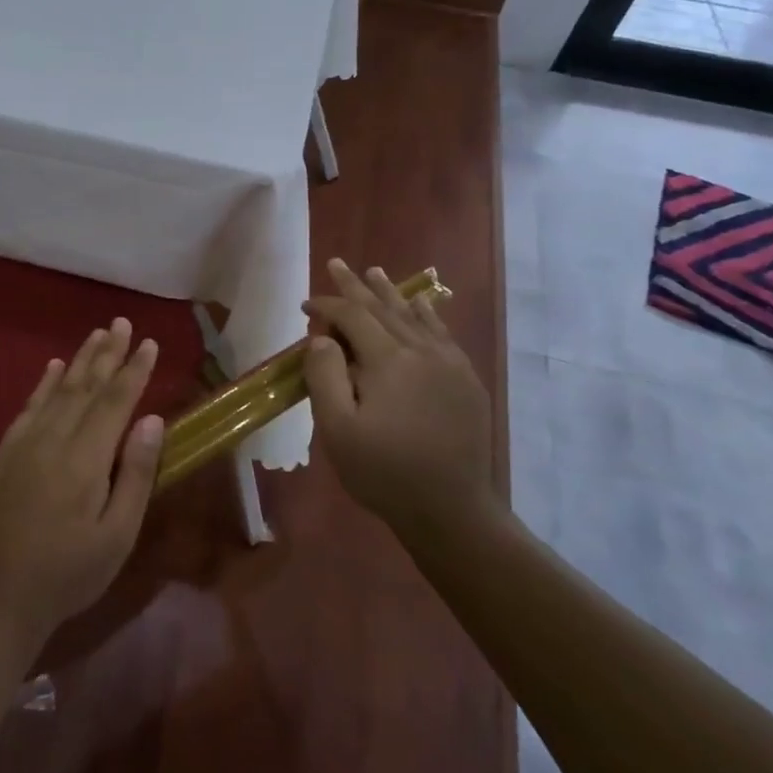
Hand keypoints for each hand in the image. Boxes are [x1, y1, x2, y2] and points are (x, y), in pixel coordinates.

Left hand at [0, 319, 165, 650]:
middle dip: (108, 353)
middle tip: (122, 323)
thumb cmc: (70, 573)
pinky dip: (43, 384)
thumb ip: (134, 475)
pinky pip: (28, 407)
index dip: (134, 371)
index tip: (150, 343)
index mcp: (85, 460)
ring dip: (80, 360)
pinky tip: (53, 367)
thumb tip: (151, 419)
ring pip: (58, 390)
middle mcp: (53, 440)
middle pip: (86, 387)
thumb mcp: (116, 536)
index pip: (115, 402)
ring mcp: (24, 444)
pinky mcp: (5, 454)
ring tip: (97, 334)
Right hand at [303, 258, 495, 536]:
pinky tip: (420, 304)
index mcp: (388, 360)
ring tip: (374, 271)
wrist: (451, 509)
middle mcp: (422, 351)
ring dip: (390, 293)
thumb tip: (322, 337)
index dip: (326, 305)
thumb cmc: (385, 472)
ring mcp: (449, 363)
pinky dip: (426, 313)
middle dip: (356, 286)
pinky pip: (442, 333)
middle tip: (336, 263)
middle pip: (383, 308)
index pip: (352, 316)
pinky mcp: (466, 379)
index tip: (305, 305)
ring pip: (414, 315)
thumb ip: (324, 376)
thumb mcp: (338, 430)